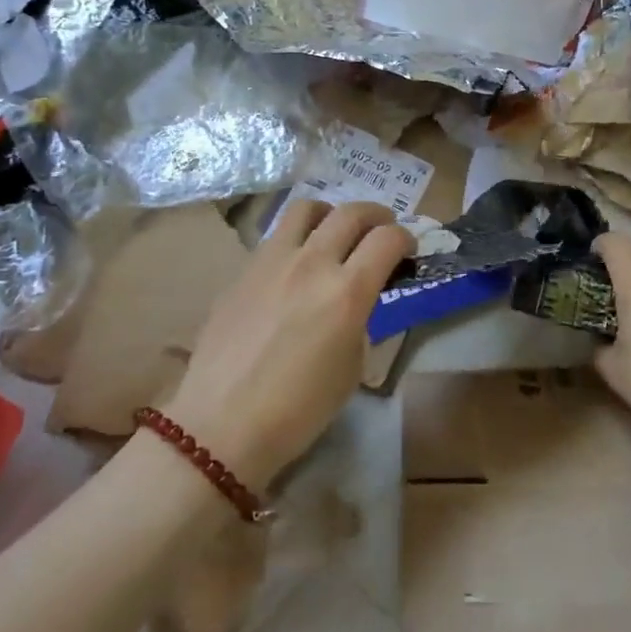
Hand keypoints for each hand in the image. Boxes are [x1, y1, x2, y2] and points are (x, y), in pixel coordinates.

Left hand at [164, 200, 411, 490]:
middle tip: (382, 229)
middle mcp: (312, 263)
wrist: (222, 423)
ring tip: (335, 230)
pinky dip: (297, 237)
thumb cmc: (298, 409)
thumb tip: (356, 301)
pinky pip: (276, 236)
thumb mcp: (350, 367)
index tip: (408, 250)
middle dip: (377, 215)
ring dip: (331, 212)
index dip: (406, 238)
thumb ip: (359, 321)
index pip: (388, 239)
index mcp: (347, 292)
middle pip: (352, 212)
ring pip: (307, 208)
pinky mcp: (244, 269)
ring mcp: (272, 261)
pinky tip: (296, 263)